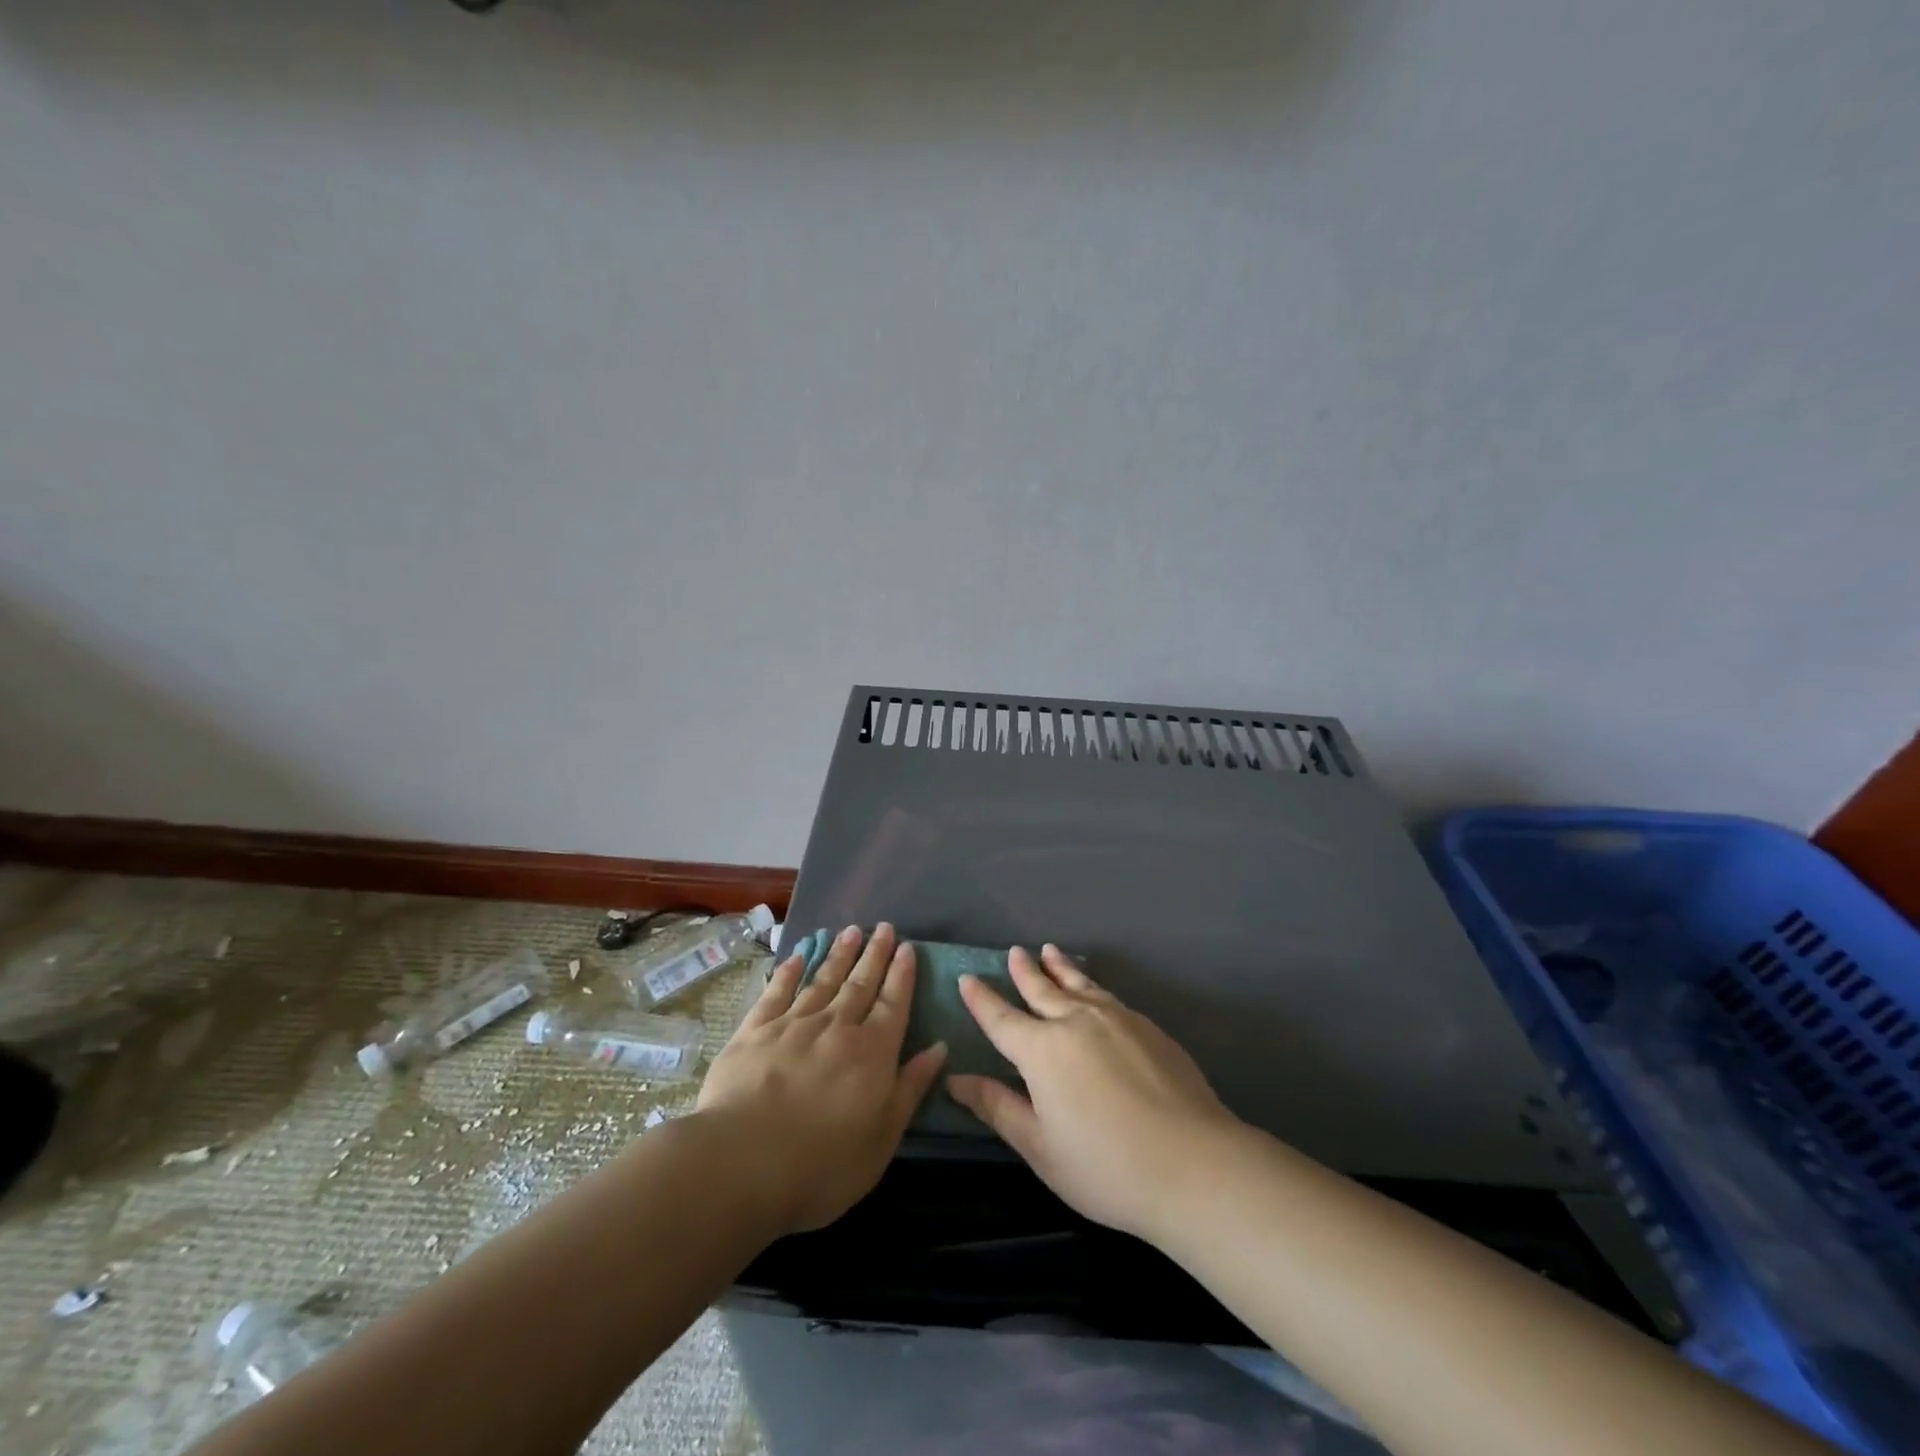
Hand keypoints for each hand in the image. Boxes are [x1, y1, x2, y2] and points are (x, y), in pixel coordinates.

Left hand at [696, 923, 945, 1233]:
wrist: (742, 1163)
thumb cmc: (823, 1164)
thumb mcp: (882, 1137)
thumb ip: (910, 1088)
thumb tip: (938, 1047)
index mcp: (872, 1052)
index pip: (894, 1003)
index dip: (902, 974)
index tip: (907, 947)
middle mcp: (837, 1027)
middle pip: (861, 984)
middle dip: (875, 954)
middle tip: (884, 927)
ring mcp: (793, 1025)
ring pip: (822, 980)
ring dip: (838, 954)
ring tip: (850, 931)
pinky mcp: (754, 1031)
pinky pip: (777, 992)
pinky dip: (789, 972)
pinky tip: (797, 956)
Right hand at [946, 945, 1238, 1239]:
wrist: (1195, 1164)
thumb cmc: (1107, 1167)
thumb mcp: (1041, 1147)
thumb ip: (998, 1107)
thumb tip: (956, 1079)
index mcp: (1042, 1050)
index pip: (1001, 1018)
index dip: (981, 999)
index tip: (967, 978)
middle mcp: (1076, 1021)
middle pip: (1042, 989)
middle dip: (1024, 971)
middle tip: (1014, 952)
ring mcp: (1116, 1019)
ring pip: (1079, 984)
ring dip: (1060, 967)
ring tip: (1050, 952)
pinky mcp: (1148, 1027)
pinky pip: (1108, 996)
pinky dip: (1091, 986)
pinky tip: (1095, 992)